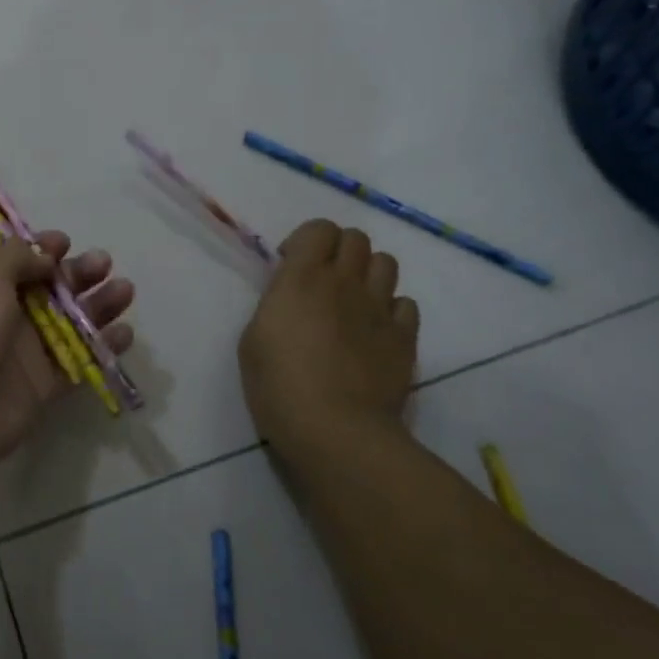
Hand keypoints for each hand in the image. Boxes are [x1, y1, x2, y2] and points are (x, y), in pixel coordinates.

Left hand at [0, 233, 135, 491]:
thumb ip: (15, 259)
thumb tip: (44, 256)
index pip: (17, 262)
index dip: (42, 250)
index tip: (67, 243)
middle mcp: (4, 317)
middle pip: (50, 290)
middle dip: (78, 274)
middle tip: (105, 264)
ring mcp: (25, 354)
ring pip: (70, 324)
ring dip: (98, 306)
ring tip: (125, 291)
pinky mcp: (43, 387)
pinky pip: (79, 362)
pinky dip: (103, 348)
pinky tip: (125, 333)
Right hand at [239, 219, 418, 458]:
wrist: (336, 430)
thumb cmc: (279, 387)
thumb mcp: (253, 340)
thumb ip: (275, 306)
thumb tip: (291, 298)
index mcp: (302, 279)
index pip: (319, 229)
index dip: (306, 240)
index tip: (291, 265)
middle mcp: (345, 282)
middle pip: (356, 239)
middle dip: (338, 251)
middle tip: (323, 281)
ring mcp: (380, 308)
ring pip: (386, 263)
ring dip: (367, 273)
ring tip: (353, 301)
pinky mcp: (405, 337)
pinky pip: (406, 304)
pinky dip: (391, 309)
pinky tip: (375, 331)